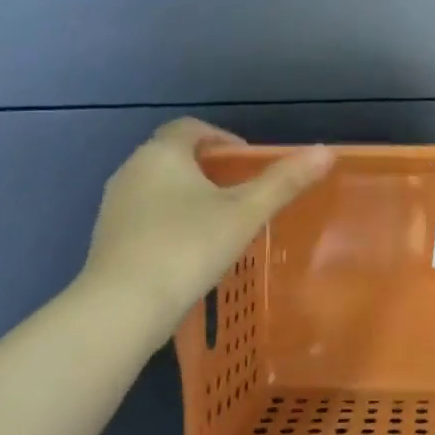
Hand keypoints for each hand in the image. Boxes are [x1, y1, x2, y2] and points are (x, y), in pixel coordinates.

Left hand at [77, 118, 331, 330]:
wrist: (123, 307)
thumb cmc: (188, 247)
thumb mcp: (245, 214)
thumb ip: (284, 182)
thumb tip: (326, 152)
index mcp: (162, 154)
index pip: (191, 128)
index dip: (222, 137)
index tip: (248, 161)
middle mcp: (132, 170)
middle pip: (174, 155)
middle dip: (208, 168)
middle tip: (241, 193)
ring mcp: (115, 205)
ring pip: (159, 186)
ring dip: (188, 195)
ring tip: (220, 223)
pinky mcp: (108, 237)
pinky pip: (146, 215)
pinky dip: (170, 220)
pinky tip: (190, 250)